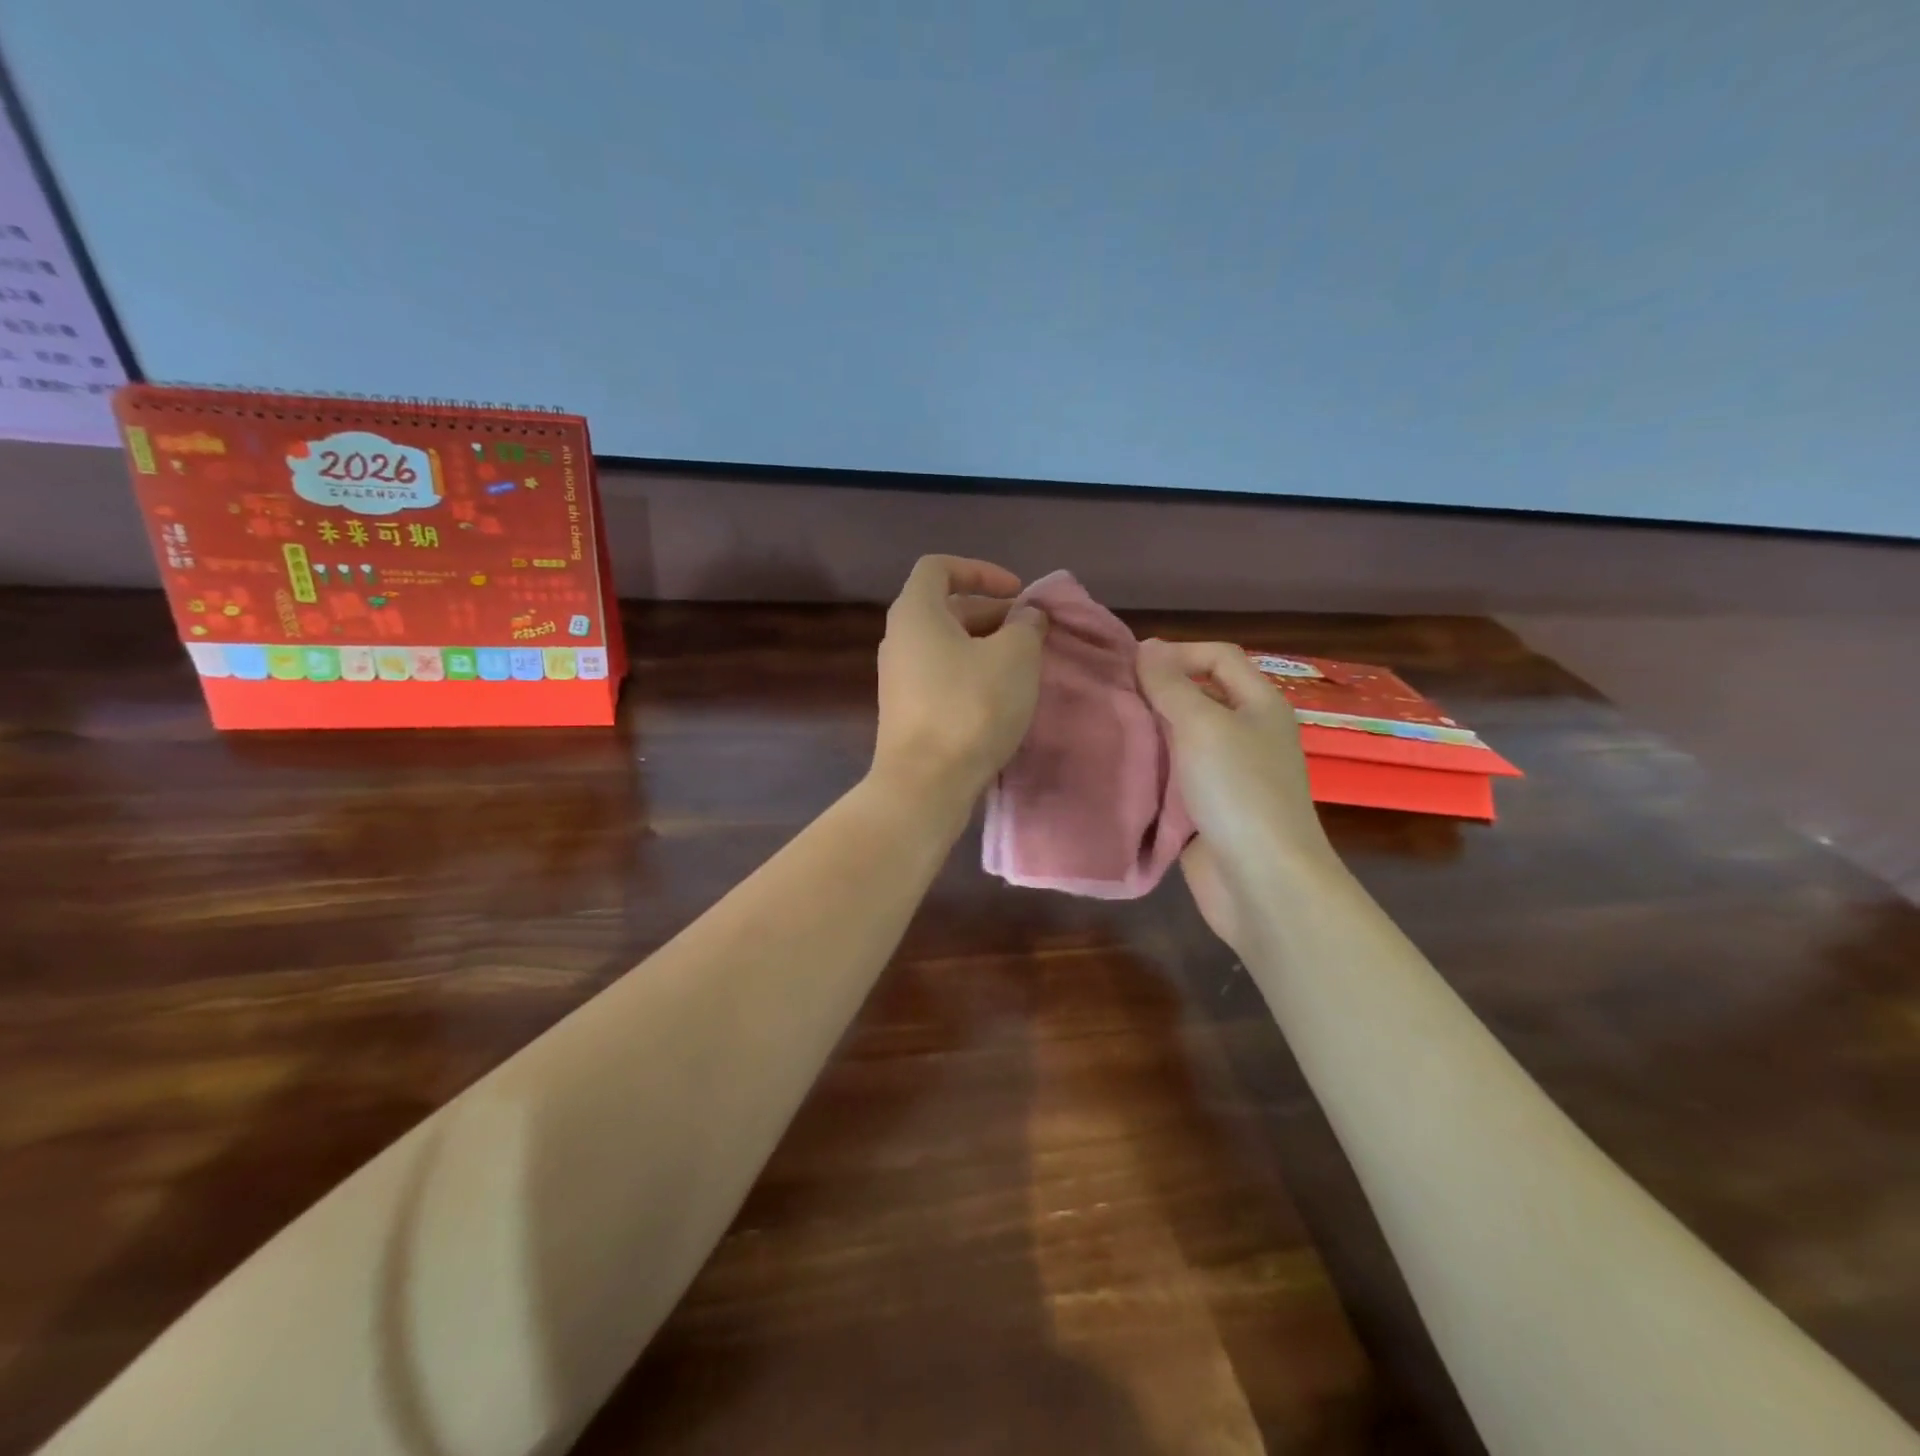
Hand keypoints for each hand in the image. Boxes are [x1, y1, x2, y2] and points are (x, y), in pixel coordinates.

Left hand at [871, 556, 1048, 816]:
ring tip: (1023, 665)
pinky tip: (1001, 696)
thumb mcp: (1015, 656)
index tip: (1017, 592)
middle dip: (993, 613)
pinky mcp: (907, 711)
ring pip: (947, 646)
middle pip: (946, 609)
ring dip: (986, 646)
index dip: (980, 570)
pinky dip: (972, 674)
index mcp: (915, 612)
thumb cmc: (971, 707)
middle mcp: (899, 639)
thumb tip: (1027, 617)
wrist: (926, 784)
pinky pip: (942, 676)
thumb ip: (1026, 626)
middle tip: (1032, 633)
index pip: (939, 568)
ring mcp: (899, 678)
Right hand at [1136, 639, 1335, 952]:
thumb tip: (1147, 647)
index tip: (1131, 664)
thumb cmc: (1238, 790)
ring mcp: (1229, 775)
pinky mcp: (1209, 810)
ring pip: (1183, 740)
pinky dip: (1152, 771)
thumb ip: (1171, 684)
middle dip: (1157, 693)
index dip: (1179, 652)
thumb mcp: (1202, 724)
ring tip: (1106, 728)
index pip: (1220, 657)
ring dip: (1150, 733)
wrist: (1262, 880)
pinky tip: (1119, 770)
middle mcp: (1248, 734)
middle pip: (1200, 697)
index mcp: (1260, 704)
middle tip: (1110, 695)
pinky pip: (1176, 779)